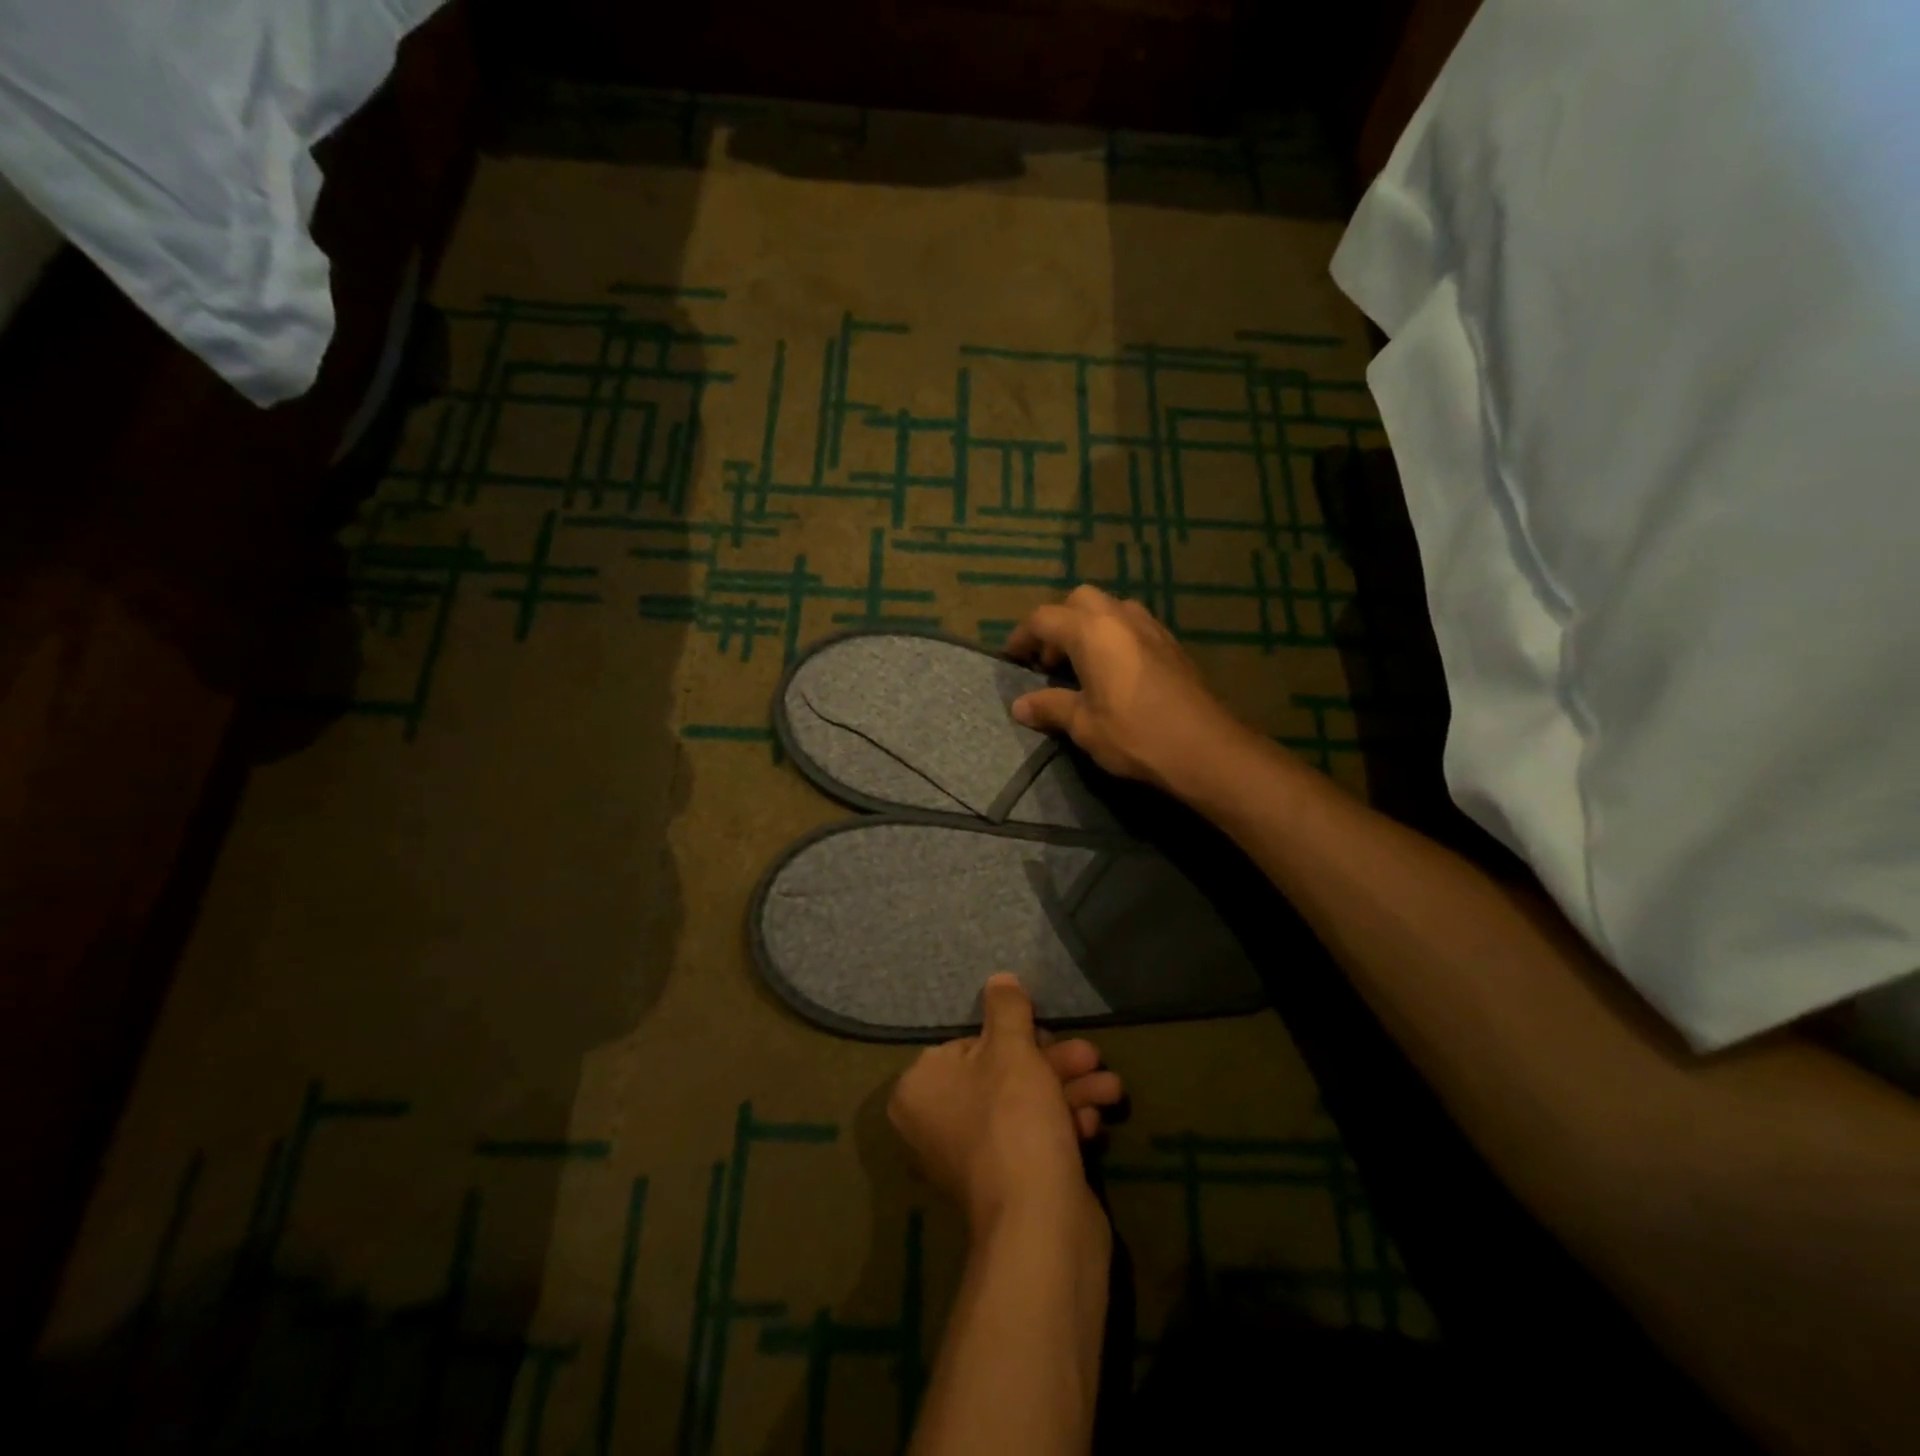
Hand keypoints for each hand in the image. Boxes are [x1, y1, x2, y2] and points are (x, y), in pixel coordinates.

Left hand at [889, 975, 1123, 1233]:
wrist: (1040, 1225)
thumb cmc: (1013, 1119)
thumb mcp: (1012, 1048)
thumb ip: (1006, 1008)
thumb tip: (999, 979)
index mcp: (919, 1089)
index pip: (968, 1044)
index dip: (1014, 1038)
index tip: (1048, 1034)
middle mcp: (935, 1125)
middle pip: (1001, 1075)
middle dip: (1054, 1064)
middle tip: (1092, 1056)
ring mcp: (971, 1159)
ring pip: (1024, 1106)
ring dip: (1069, 1091)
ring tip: (1111, 1088)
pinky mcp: (1006, 1185)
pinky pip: (1032, 1139)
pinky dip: (1063, 1125)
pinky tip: (1095, 1124)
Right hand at [1005, 584, 1250, 792]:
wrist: (1204, 748)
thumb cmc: (1134, 734)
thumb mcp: (1083, 725)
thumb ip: (1050, 707)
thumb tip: (1020, 706)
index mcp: (1091, 630)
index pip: (1043, 618)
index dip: (1022, 637)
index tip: (1012, 659)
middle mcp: (1120, 617)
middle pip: (1078, 601)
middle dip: (1058, 623)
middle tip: (1050, 661)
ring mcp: (1150, 627)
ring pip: (1110, 608)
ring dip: (1089, 627)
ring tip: (1082, 665)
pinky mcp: (1171, 644)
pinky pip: (1133, 625)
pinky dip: (1114, 637)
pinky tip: (1115, 673)